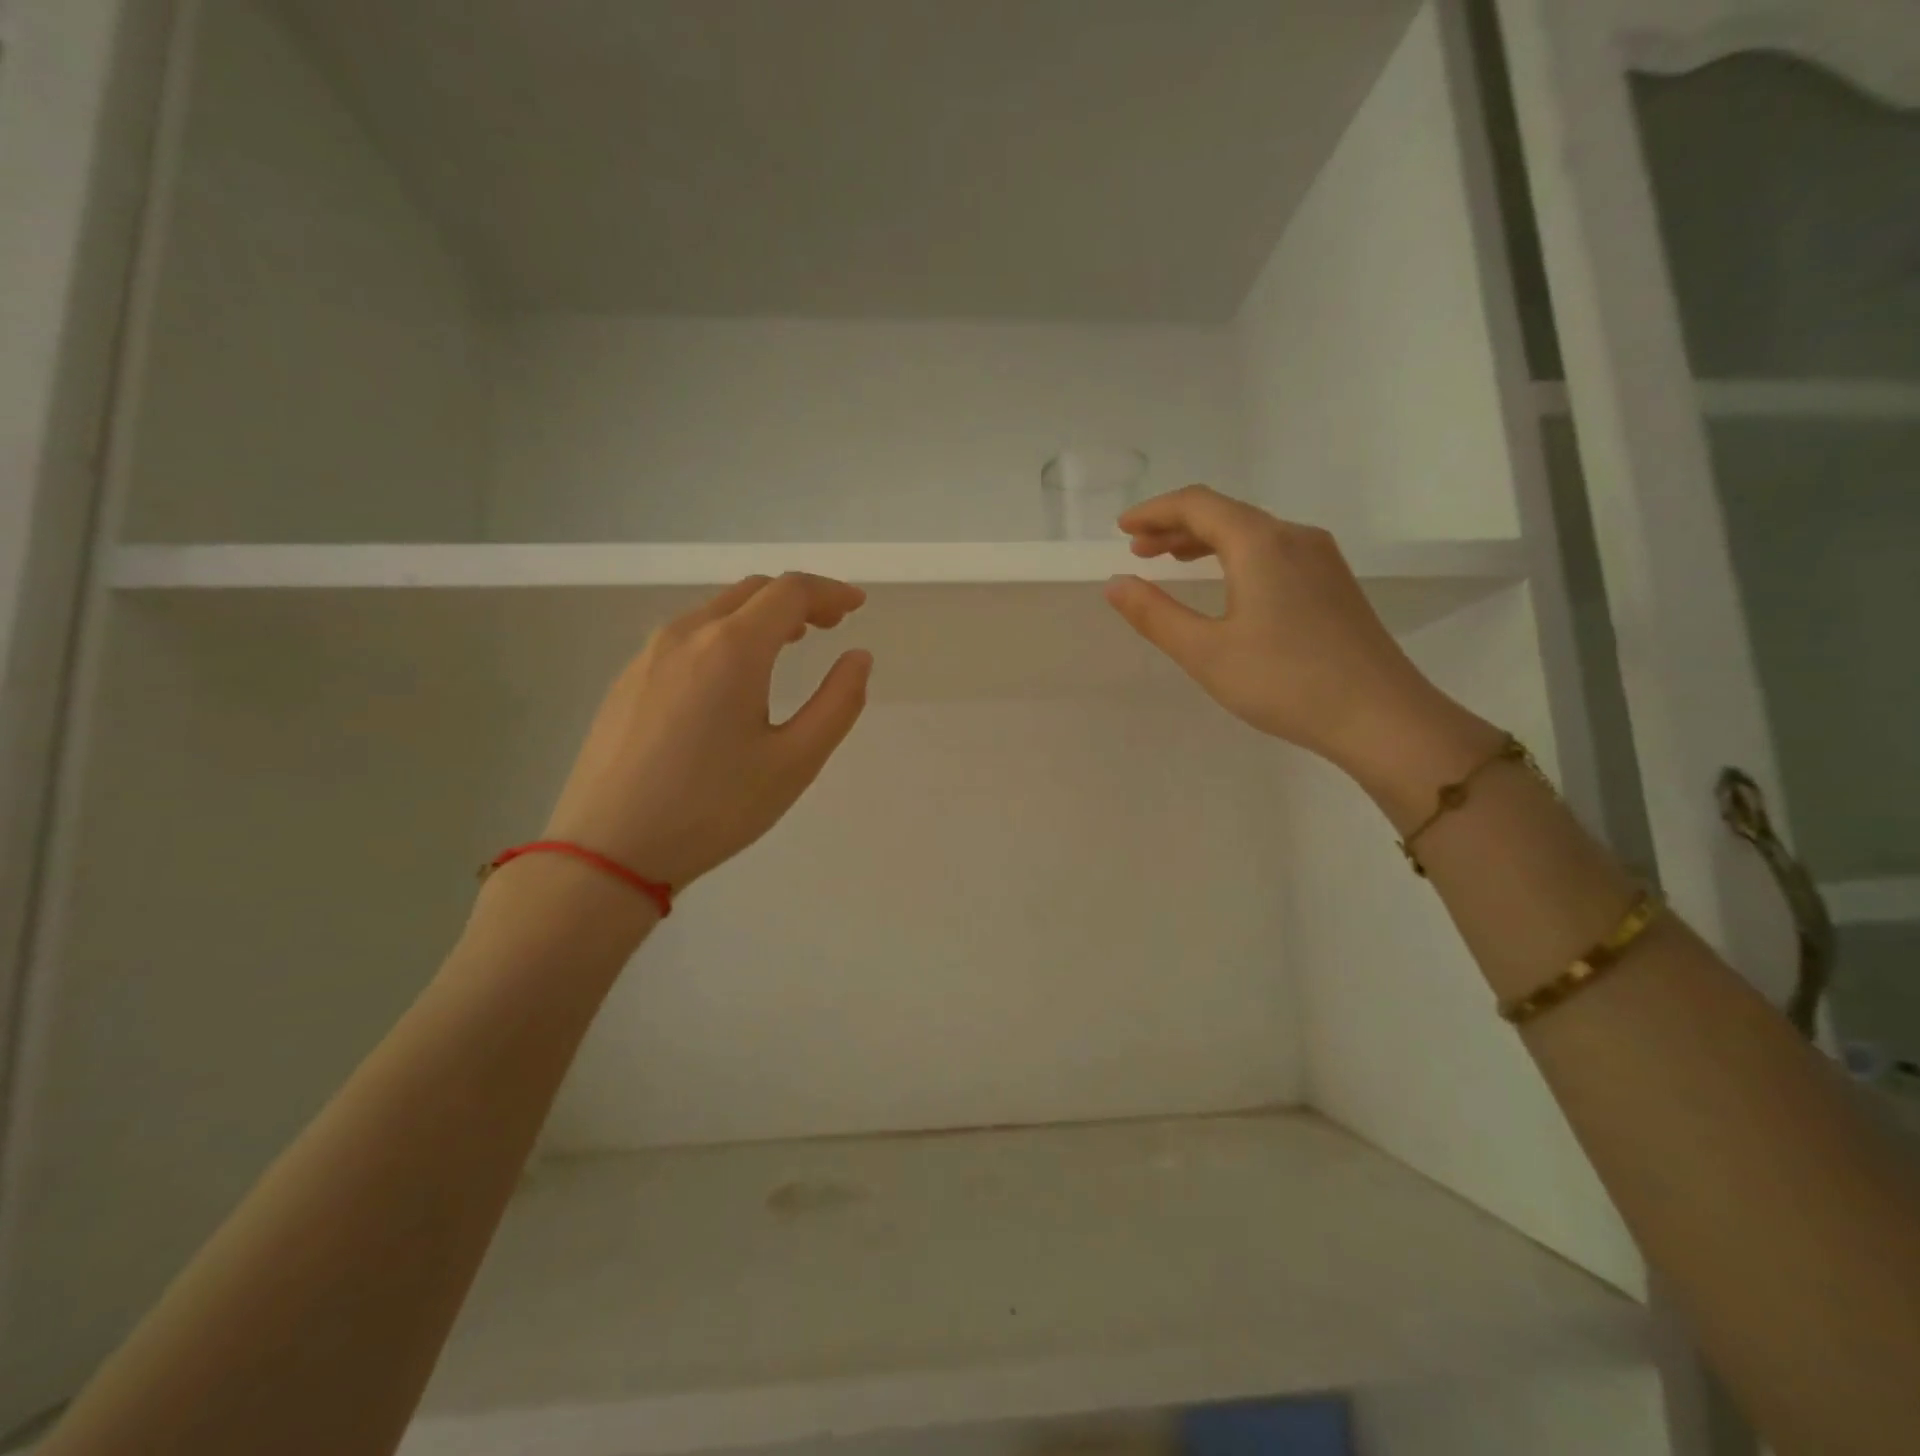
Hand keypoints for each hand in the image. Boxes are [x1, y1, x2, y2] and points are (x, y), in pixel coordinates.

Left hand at [542, 573, 872, 888]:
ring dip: (759, 615)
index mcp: (732, 648)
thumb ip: (838, 703)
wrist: (607, 850)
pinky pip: (687, 636)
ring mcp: (648, 655)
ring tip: (788, 643)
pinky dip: (725, 635)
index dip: (830, 591)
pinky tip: (732, 675)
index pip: (790, 591)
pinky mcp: (627, 680)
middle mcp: (686, 634)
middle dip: (797, 599)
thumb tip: (858, 658)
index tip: (857, 605)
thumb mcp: (794, 762)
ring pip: (715, 610)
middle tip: (831, 624)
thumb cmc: (712, 808)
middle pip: (751, 591)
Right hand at [1104, 486, 1453, 770]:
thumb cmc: (1285, 682)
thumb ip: (1155, 615)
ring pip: (1252, 532)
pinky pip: (1273, 551)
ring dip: (1205, 540)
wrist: (1381, 716)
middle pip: (1226, 513)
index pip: (1198, 505)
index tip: (1122, 528)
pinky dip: (1235, 556)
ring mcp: (1321, 559)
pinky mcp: (1333, 584)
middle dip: (1176, 526)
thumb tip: (1115, 583)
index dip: (1154, 511)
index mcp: (1260, 543)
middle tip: (1139, 549)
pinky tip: (1226, 583)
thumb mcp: (1206, 652)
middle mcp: (1294, 537)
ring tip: (1171, 561)